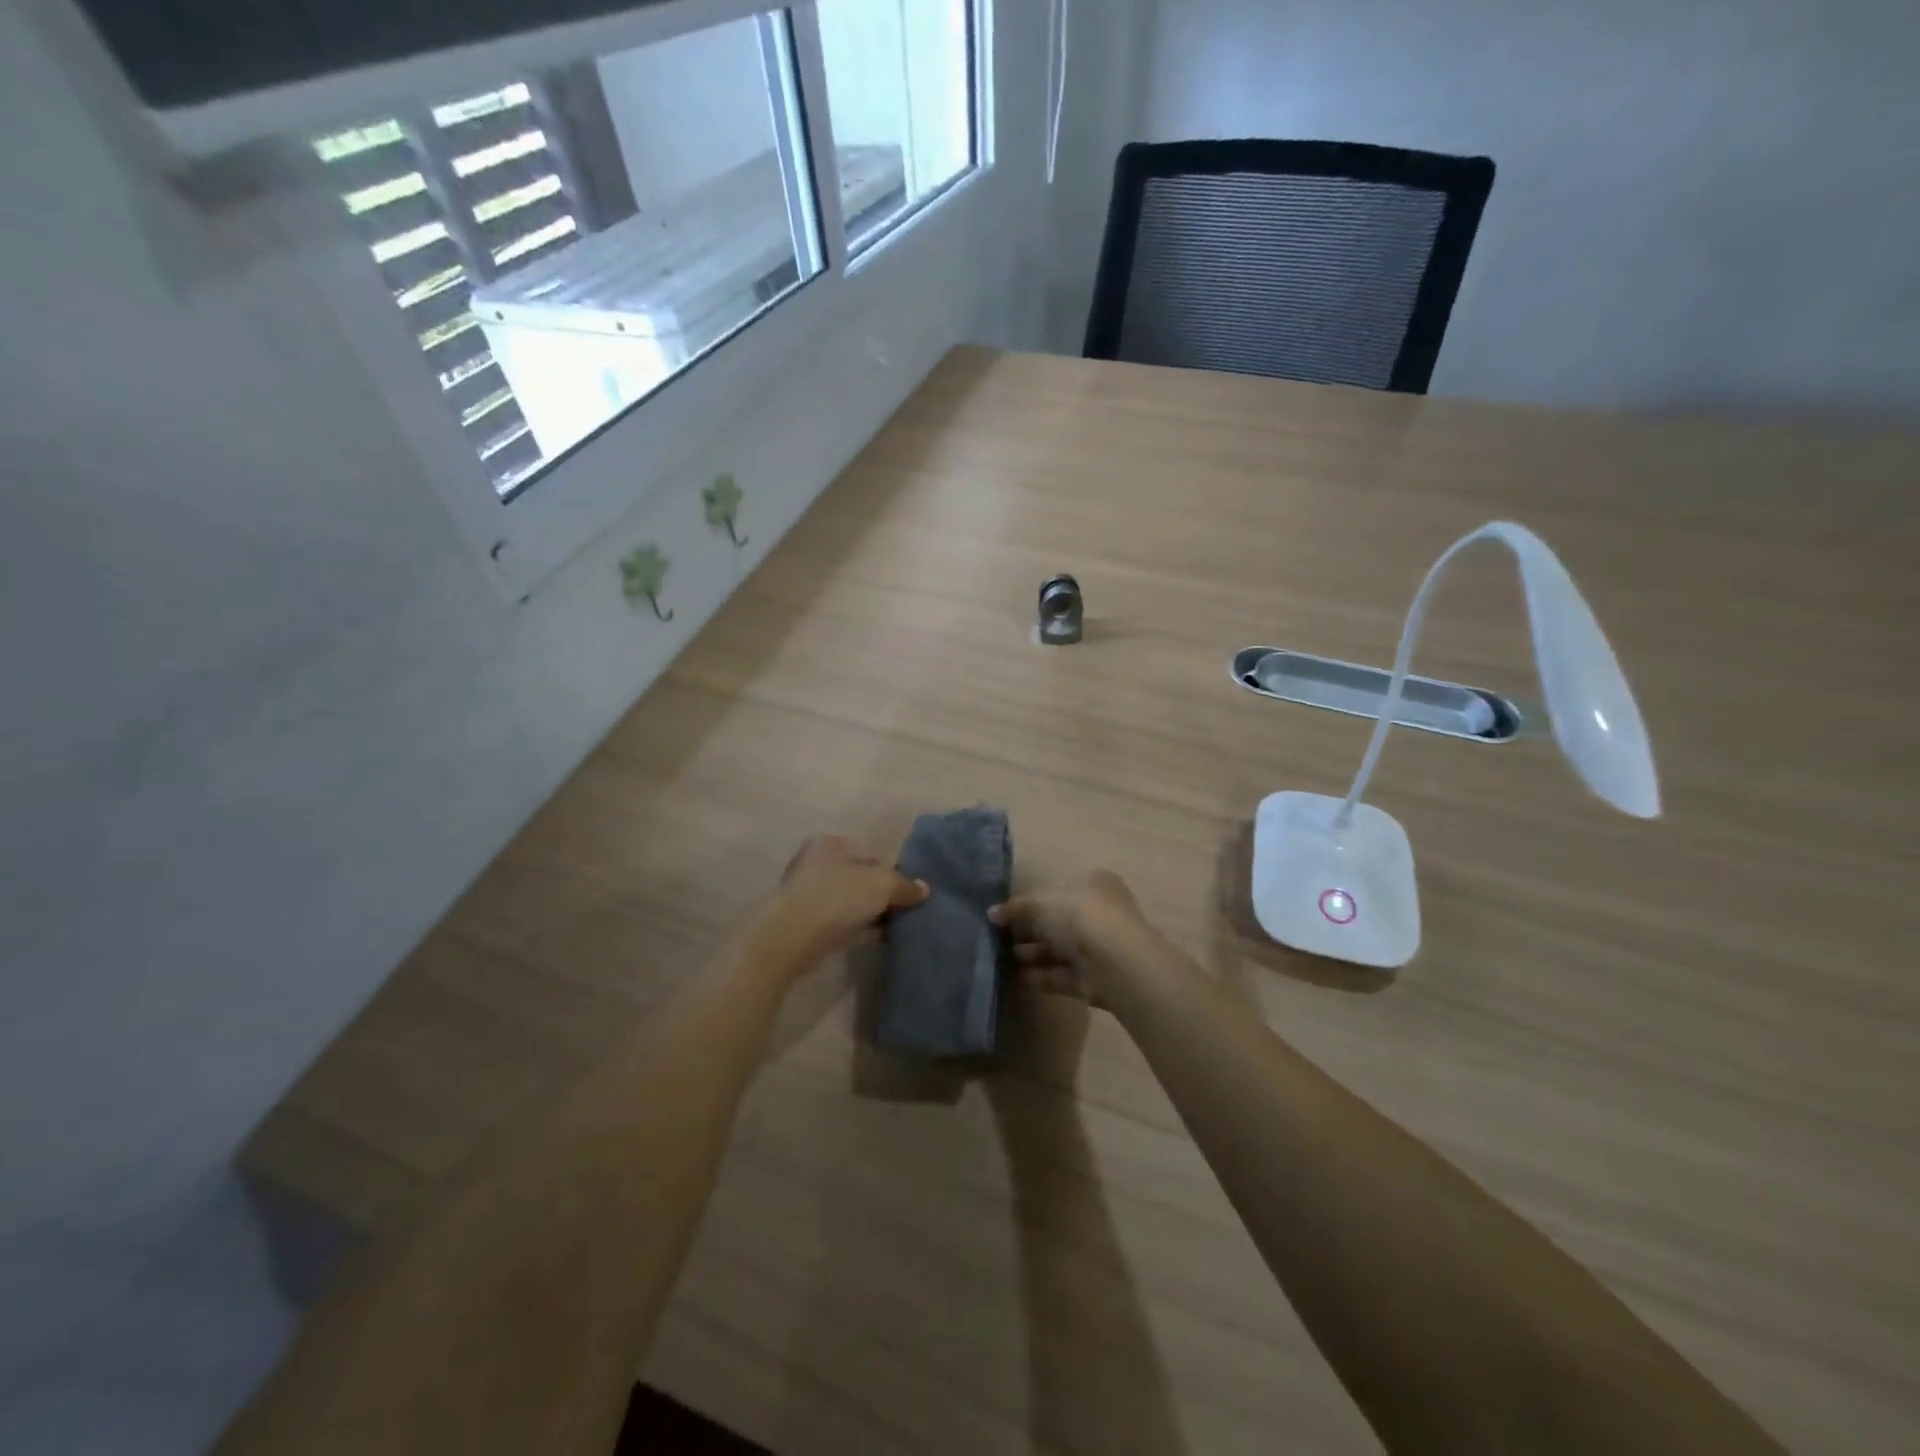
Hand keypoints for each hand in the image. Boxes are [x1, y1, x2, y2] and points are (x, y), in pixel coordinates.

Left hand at [772, 835, 928, 958]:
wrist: (793, 936)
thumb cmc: (838, 896)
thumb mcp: (882, 884)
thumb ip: (905, 885)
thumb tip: (925, 889)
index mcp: (830, 843)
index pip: (870, 852)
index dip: (892, 871)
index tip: (908, 890)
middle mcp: (816, 863)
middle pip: (859, 877)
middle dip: (881, 893)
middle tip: (905, 909)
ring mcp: (808, 894)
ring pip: (850, 901)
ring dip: (871, 912)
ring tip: (897, 926)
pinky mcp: (806, 923)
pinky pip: (841, 922)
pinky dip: (860, 928)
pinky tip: (880, 938)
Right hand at [988, 871, 1145, 1002]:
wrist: (1113, 962)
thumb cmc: (1078, 916)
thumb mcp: (1040, 903)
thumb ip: (1015, 908)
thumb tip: (992, 914)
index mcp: (1094, 885)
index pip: (1060, 890)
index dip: (1033, 901)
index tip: (1008, 913)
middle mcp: (1101, 913)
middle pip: (1059, 922)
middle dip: (1031, 930)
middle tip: (1002, 937)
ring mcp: (1100, 948)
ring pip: (1060, 950)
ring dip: (1034, 953)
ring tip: (1005, 957)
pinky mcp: (1095, 979)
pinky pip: (1063, 975)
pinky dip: (1042, 976)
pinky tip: (1019, 977)